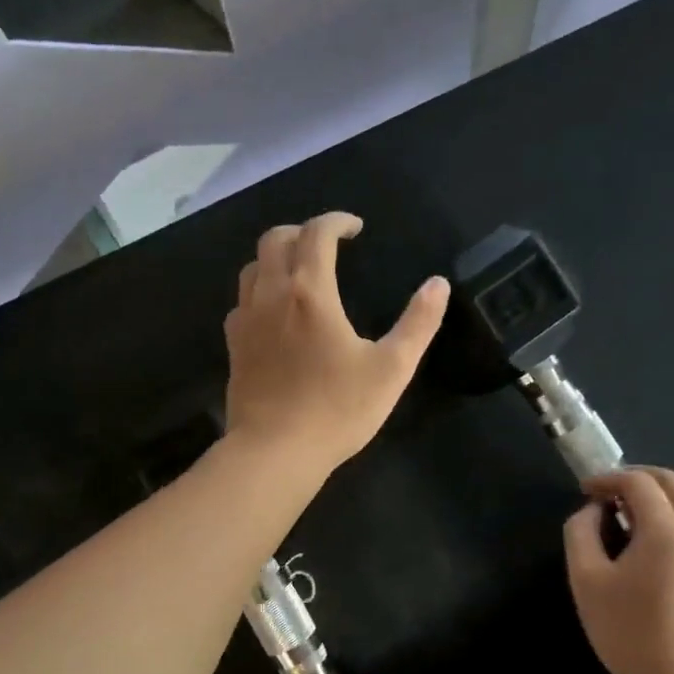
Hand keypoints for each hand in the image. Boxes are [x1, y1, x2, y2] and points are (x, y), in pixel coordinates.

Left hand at [224, 213, 450, 474]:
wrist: (275, 452)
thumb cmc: (337, 410)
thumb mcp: (392, 369)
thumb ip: (418, 323)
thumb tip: (439, 284)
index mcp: (310, 292)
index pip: (317, 233)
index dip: (337, 221)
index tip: (355, 228)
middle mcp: (271, 295)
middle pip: (275, 240)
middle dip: (302, 231)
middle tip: (327, 244)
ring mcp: (246, 321)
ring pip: (252, 268)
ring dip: (277, 258)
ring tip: (300, 273)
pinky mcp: (234, 348)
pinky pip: (242, 303)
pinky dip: (260, 292)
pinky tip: (275, 314)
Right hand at [564, 467, 673, 673]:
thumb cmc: (627, 631)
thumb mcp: (586, 581)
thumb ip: (581, 534)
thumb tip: (591, 511)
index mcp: (664, 529)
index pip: (637, 482)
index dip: (608, 478)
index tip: (585, 490)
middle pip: (671, 481)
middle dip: (637, 477)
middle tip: (609, 492)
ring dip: (665, 490)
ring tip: (637, 507)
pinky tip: (661, 533)